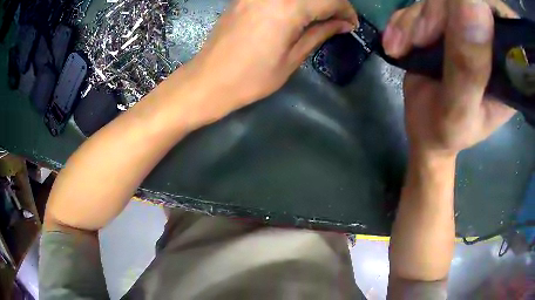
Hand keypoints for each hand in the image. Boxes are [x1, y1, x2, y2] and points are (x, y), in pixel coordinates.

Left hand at [187, 0, 357, 117]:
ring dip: (312, 2)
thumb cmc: (251, 78)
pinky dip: (294, 2)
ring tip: (319, 18)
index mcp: (288, 8)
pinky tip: (297, 13)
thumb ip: (319, 33)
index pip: (330, 0)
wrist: (208, 80)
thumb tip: (343, 24)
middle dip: (332, 4)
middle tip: (337, 21)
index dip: (346, 11)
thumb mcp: (292, 58)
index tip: (351, 24)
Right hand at [382, 0, 516, 156]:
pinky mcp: (446, 25)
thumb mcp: (459, 109)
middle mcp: (491, 43)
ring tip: (398, 47)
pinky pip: (422, 6)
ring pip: (441, 1)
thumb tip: (476, 4)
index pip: (498, 19)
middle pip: (466, 3)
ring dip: (413, 20)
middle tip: (417, 41)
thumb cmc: (446, 132)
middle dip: (435, 15)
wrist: (426, 130)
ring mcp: (467, 30)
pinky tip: (397, 43)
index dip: (476, 8)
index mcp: (508, 69)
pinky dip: (404, 21)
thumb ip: (468, 66)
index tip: (450, 25)